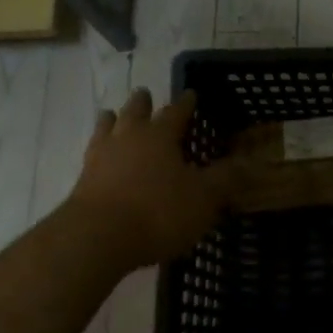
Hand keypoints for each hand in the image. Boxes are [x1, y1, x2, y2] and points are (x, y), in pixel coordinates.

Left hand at [64, 89, 229, 272]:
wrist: (96, 238)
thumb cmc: (157, 212)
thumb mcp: (202, 198)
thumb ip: (225, 179)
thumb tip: (250, 162)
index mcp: (160, 136)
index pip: (176, 111)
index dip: (186, 103)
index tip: (191, 94)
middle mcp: (128, 138)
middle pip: (135, 112)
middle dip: (143, 103)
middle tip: (145, 94)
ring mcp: (100, 158)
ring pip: (106, 128)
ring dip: (112, 120)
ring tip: (112, 115)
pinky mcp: (82, 182)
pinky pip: (92, 155)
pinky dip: (98, 149)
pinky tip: (98, 155)